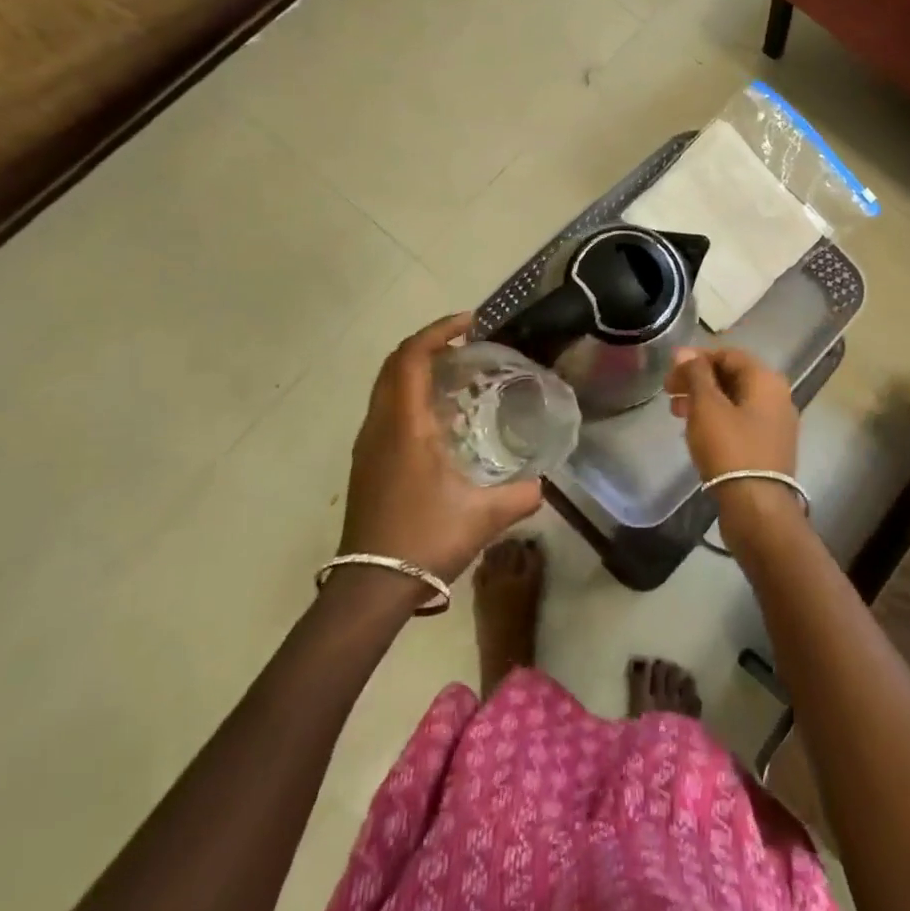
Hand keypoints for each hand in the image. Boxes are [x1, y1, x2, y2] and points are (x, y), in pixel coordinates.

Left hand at [340, 314, 542, 582]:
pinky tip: (439, 416)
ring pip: (386, 385)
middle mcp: (380, 425)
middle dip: (428, 343)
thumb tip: (543, 482)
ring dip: (416, 367)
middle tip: (466, 343)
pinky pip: (385, 407)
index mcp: (405, 425)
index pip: (413, 357)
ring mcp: (368, 444)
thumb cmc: (424, 540)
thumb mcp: (484, 516)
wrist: (370, 587)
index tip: (470, 323)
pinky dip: (409, 392)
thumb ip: (521, 494)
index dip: (439, 331)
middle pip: (395, 363)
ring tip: (456, 373)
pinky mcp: (365, 462)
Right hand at [666, 347, 804, 550]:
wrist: (756, 507)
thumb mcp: (707, 406)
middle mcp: (777, 396)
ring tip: (676, 413)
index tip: (670, 372)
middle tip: (669, 392)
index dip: (696, 358)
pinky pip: (740, 421)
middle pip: (732, 376)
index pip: (728, 354)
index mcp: (766, 379)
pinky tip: (696, 432)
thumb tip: (685, 352)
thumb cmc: (730, 448)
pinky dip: (717, 419)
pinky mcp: (769, 447)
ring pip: (734, 400)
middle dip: (698, 381)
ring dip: (704, 400)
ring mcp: (776, 423)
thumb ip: (695, 374)